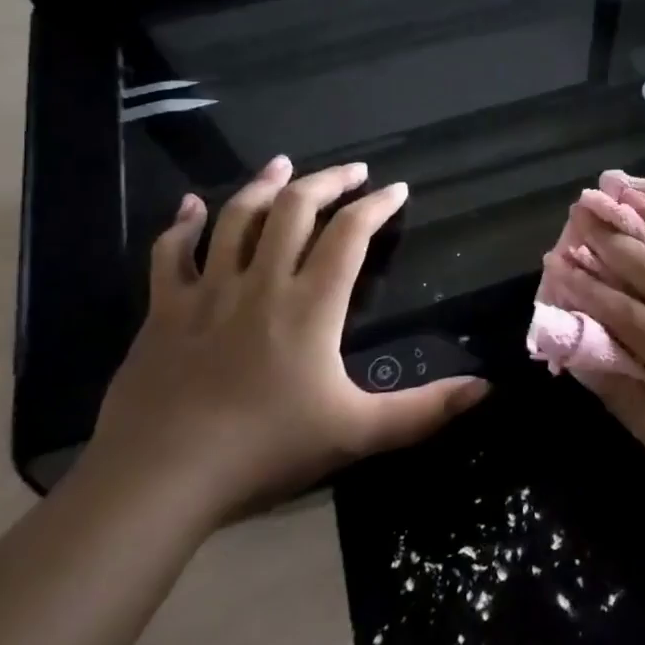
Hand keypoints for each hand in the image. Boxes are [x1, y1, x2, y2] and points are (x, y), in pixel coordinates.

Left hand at [89, 158, 489, 522]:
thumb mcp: (356, 433)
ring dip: (263, 185)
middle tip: (353, 170)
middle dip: (328, 181)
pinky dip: (182, 225)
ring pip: (236, 218)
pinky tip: (190, 206)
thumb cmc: (264, 450)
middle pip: (295, 209)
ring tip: (285, 165)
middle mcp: (261, 283)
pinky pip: (171, 254)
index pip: (350, 235)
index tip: (397, 189)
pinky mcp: (164, 311)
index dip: (377, 206)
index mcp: (310, 305)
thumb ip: (423, 411)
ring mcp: (207, 292)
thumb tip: (486, 388)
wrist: (157, 480)